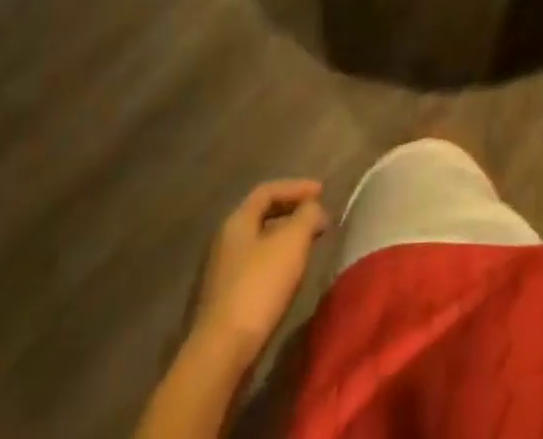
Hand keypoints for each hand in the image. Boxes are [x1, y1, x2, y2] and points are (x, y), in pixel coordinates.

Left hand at [193, 179, 328, 369]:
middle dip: (291, 213)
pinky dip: (275, 263)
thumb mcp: (293, 242)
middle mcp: (223, 242)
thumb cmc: (258, 287)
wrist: (220, 355)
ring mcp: (220, 274)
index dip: (297, 187)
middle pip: (261, 216)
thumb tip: (314, 210)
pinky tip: (288, 277)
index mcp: (237, 221)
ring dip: (284, 239)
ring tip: (307, 246)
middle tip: (316, 218)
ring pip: (258, 244)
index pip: (268, 190)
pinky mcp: (222, 302)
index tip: (322, 192)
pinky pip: (253, 268)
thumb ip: (308, 216)